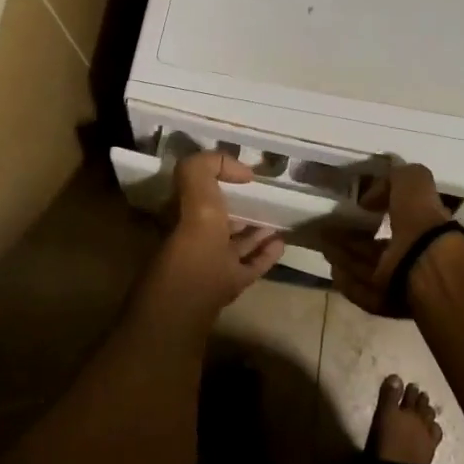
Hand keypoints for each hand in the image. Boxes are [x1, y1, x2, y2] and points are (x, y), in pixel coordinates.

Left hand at [142, 150, 283, 329]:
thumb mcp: (195, 188)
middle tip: (262, 197)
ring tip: (277, 220)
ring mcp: (211, 265)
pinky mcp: (229, 285)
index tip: (241, 175)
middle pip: (216, 220)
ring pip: (234, 244)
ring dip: (254, 232)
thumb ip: (207, 166)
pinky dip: (265, 254)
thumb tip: (241, 170)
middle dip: (236, 207)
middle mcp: (193, 239)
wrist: (193, 298)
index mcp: (181, 215)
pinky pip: (250, 266)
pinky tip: (282, 243)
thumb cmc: (193, 238)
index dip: (215, 179)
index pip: (195, 192)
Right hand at [321, 163, 452, 316]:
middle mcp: (412, 253)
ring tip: (324, 246)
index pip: (396, 217)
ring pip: (367, 267)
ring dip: (346, 258)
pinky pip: (363, 291)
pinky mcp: (387, 301)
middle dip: (354, 239)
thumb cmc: (420, 218)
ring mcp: (400, 279)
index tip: (356, 208)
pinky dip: (348, 282)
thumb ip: (395, 178)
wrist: (426, 263)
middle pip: (377, 247)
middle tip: (329, 230)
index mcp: (422, 225)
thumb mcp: (413, 180)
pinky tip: (333, 271)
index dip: (376, 211)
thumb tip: (369, 198)